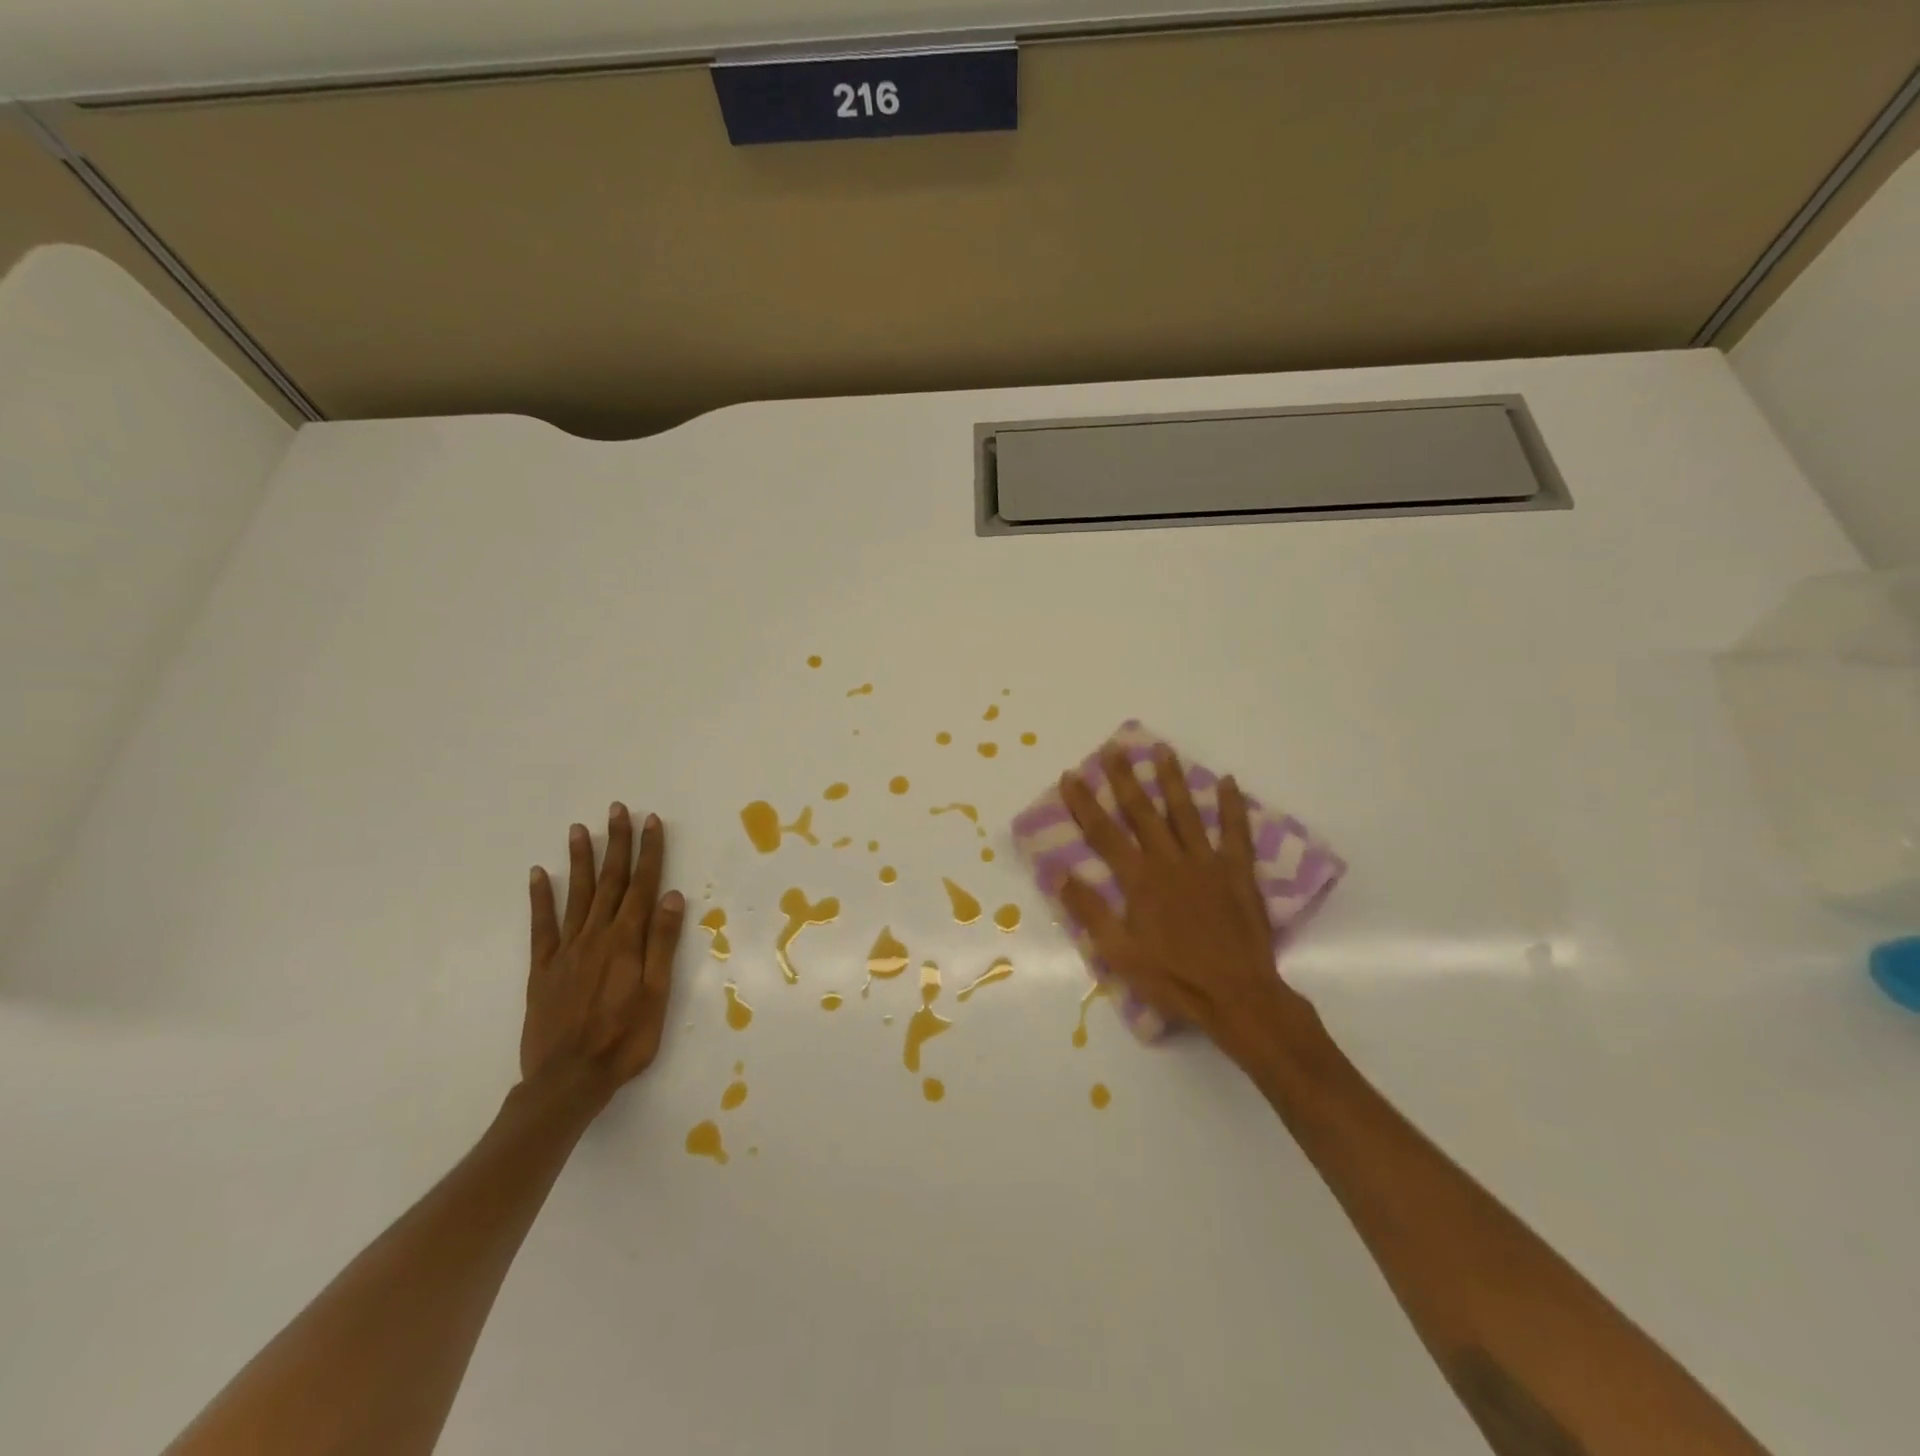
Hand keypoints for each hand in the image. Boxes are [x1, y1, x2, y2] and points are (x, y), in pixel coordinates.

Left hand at [523, 803, 685, 1105]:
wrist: (568, 1080)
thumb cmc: (625, 1039)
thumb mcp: (657, 994)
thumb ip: (662, 943)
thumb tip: (672, 897)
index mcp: (627, 941)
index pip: (643, 886)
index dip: (650, 852)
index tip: (652, 822)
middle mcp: (596, 936)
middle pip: (611, 881)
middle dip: (617, 843)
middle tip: (617, 810)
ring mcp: (566, 950)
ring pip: (578, 895)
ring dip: (582, 860)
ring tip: (580, 828)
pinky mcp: (543, 968)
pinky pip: (541, 925)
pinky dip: (541, 897)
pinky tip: (540, 874)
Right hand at [1057, 745, 1312, 1059]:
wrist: (1237, 996)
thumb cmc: (1173, 978)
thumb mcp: (1119, 953)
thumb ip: (1090, 910)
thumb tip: (1058, 872)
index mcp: (1140, 880)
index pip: (1105, 833)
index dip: (1085, 804)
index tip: (1071, 776)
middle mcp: (1170, 861)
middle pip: (1143, 812)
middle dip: (1125, 779)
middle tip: (1114, 749)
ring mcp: (1207, 863)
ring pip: (1185, 812)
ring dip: (1173, 780)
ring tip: (1164, 749)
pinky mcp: (1238, 873)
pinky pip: (1235, 832)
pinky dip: (1231, 806)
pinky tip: (1228, 781)